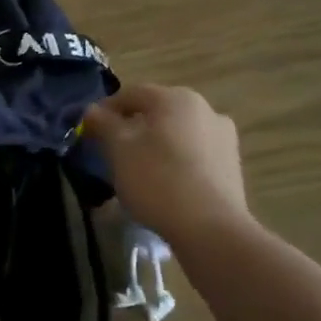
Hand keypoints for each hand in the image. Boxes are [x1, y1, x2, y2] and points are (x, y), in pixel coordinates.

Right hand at [82, 83, 250, 247]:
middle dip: (131, 127)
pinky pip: (194, 153)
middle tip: (111, 151)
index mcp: (175, 98)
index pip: (131, 93)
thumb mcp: (117, 148)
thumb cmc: (156, 179)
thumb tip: (92, 110)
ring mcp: (224, 136)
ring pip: (176, 132)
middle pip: (156, 111)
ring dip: (154, 143)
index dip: (105, 109)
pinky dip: (175, 160)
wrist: (210, 227)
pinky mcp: (231, 164)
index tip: (89, 131)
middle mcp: (205, 108)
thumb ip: (103, 123)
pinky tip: (164, 183)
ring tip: (138, 170)